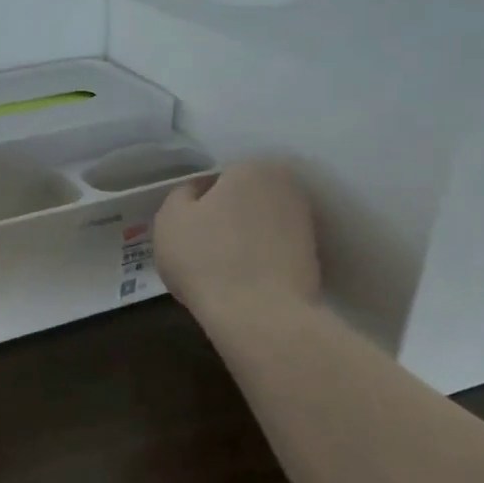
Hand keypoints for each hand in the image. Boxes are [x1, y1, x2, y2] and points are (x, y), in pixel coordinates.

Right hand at [154, 161, 321, 316]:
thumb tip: (198, 193)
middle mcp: (287, 186)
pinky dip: (260, 261)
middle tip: (202, 250)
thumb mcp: (170, 219)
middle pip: (243, 200)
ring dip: (244, 240)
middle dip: (225, 218)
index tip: (187, 231)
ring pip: (260, 227)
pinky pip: (274, 252)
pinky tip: (243, 283)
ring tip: (222, 270)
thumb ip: (181, 195)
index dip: (197, 206)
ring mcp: (306, 223)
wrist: (260, 314)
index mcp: (252, 168)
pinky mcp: (314, 258)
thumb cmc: (206, 258)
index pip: (216, 179)